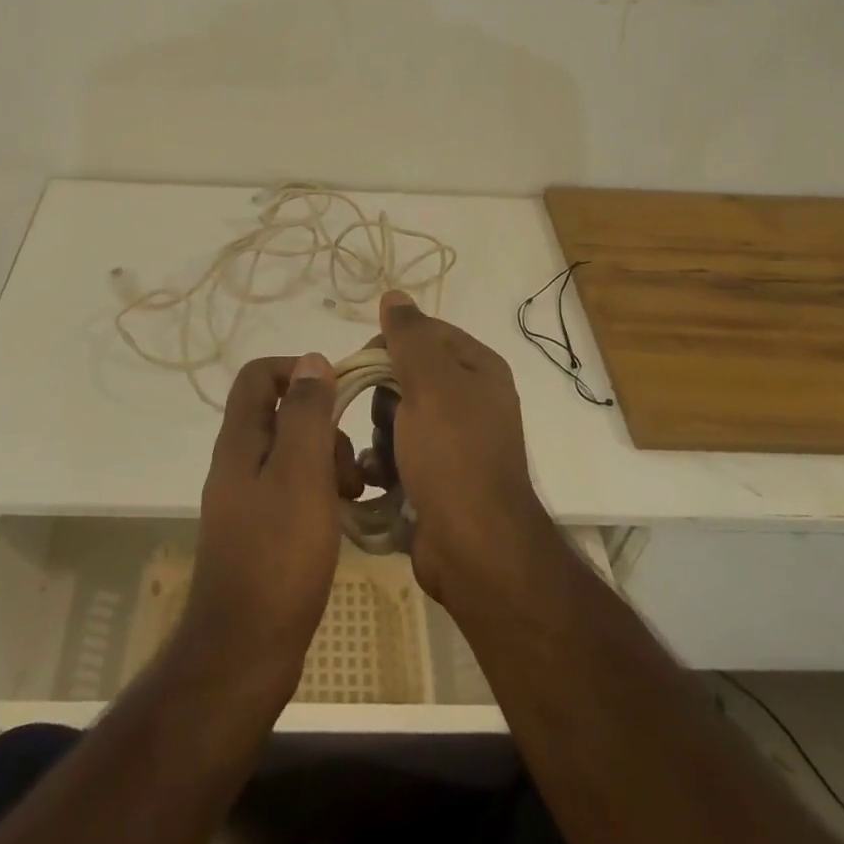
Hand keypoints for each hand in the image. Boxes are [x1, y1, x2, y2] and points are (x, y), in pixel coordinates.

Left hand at [181, 353, 341, 699]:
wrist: (244, 650)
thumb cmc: (278, 555)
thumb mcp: (301, 474)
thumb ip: (307, 414)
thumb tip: (313, 360)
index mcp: (241, 440)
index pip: (259, 375)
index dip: (298, 371)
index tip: (338, 395)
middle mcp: (238, 461)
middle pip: (282, 414)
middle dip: (324, 426)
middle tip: (351, 465)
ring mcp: (247, 498)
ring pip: (293, 453)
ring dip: (328, 462)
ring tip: (355, 495)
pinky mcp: (260, 530)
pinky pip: (294, 489)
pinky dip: (321, 491)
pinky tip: (342, 517)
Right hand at [360, 291, 552, 603]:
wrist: (474, 549)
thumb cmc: (453, 455)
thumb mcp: (430, 384)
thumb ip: (410, 336)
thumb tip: (395, 294)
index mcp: (478, 368)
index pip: (424, 332)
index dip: (390, 344)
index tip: (366, 367)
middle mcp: (470, 399)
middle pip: (405, 374)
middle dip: (382, 395)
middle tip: (383, 418)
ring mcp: (454, 441)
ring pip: (396, 414)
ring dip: (380, 432)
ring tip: (381, 455)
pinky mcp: (437, 476)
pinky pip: (398, 451)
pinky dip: (383, 461)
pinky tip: (375, 476)